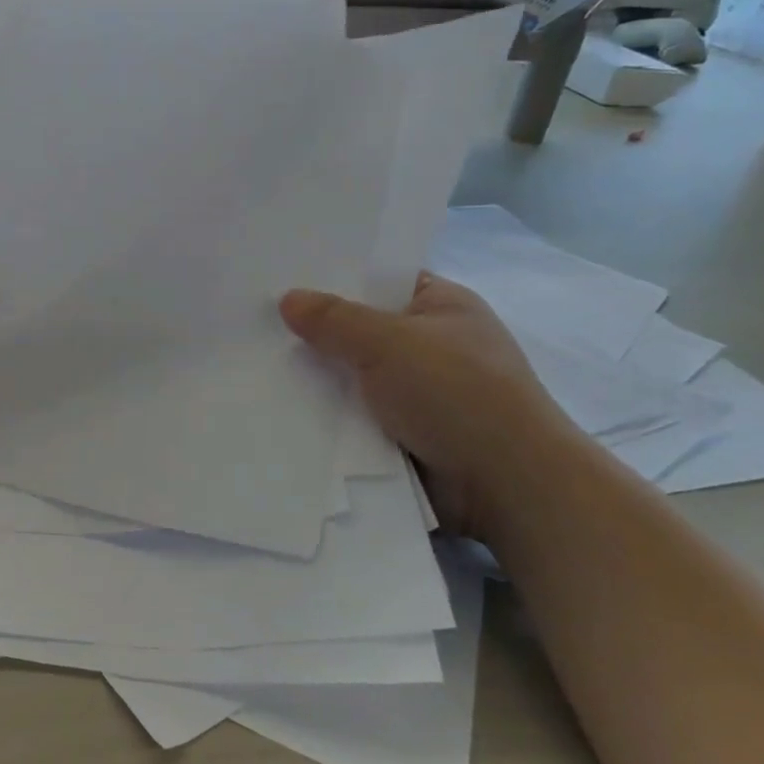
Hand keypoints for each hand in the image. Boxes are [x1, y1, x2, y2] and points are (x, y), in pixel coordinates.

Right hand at [280, 274, 578, 538]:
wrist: (507, 484)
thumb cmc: (456, 393)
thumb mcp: (388, 342)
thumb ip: (333, 320)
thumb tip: (287, 299)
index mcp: (442, 306)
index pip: (381, 281)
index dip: (336, 279)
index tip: (284, 280)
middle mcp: (433, 345)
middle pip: (363, 332)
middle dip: (319, 335)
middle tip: (258, 327)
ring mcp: (422, 394)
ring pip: (356, 380)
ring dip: (322, 383)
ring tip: (257, 369)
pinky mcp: (409, 436)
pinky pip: (359, 418)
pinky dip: (332, 419)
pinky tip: (285, 412)